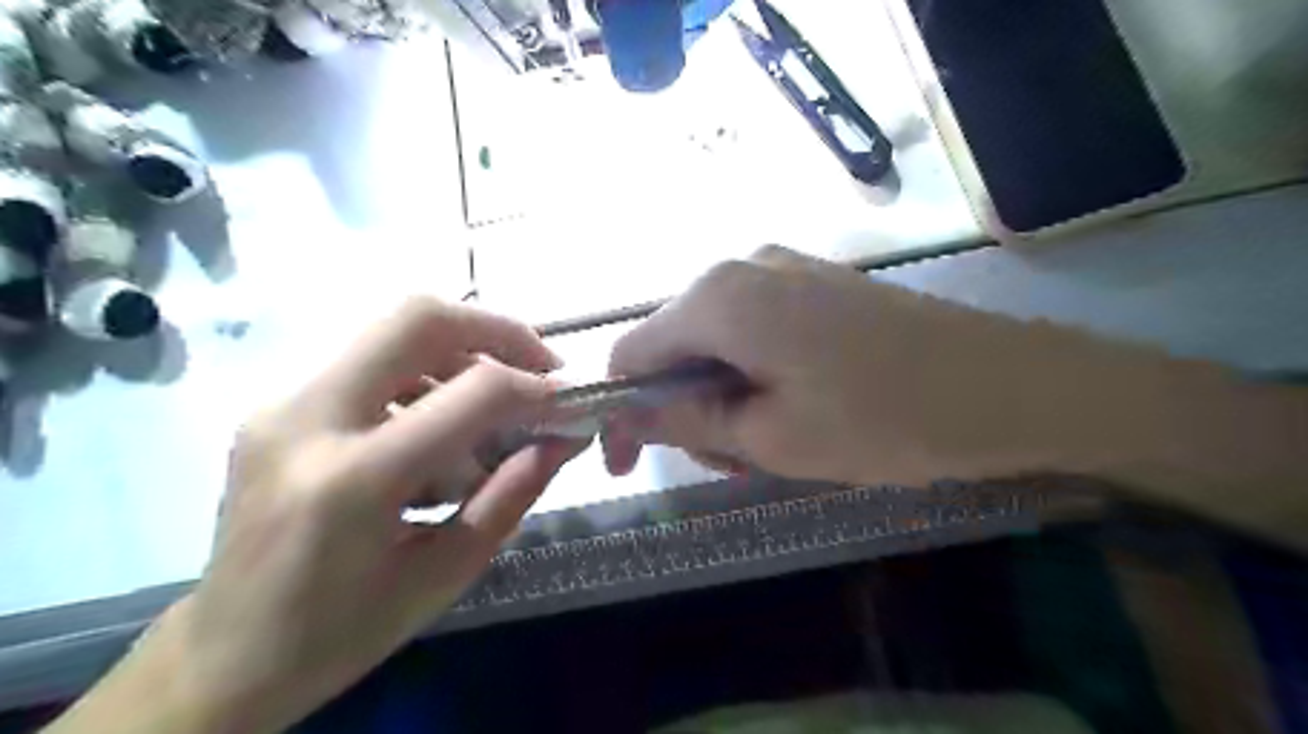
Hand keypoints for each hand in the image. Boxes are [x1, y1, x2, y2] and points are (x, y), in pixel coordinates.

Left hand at [45, 297, 581, 733]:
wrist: (226, 656)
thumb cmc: (345, 630)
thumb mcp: (449, 571)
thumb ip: (515, 493)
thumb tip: (565, 437)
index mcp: (355, 479)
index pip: (472, 393)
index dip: (536, 388)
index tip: (570, 401)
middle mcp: (309, 419)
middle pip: (418, 319)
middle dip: (497, 330)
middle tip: (540, 365)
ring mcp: (282, 404)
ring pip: (394, 332)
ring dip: (462, 354)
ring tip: (492, 409)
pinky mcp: (278, 405)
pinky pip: (372, 361)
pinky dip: (426, 376)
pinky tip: (440, 427)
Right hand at [606, 248, 1095, 486]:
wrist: (1008, 383)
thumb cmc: (883, 418)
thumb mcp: (770, 437)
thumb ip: (686, 421)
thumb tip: (626, 415)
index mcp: (718, 299)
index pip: (630, 353)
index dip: (621, 410)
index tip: (630, 463)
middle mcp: (741, 268)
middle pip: (674, 345)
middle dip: (682, 407)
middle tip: (728, 462)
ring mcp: (782, 269)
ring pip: (716, 341)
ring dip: (722, 396)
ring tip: (769, 442)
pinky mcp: (814, 283)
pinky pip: (754, 329)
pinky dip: (753, 375)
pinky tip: (794, 406)